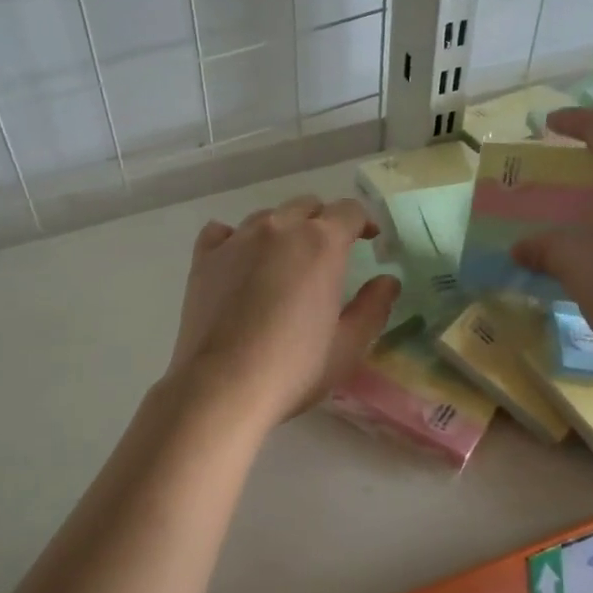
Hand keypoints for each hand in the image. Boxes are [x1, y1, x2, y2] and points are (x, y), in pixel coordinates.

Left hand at [167, 195, 401, 430]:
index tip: (370, 240)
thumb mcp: (349, 345)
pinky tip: (239, 260)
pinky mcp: (204, 258)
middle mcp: (278, 228)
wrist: (223, 386)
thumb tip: (388, 281)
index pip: (349, 211)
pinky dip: (236, 239)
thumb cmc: (294, 367)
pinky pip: (222, 232)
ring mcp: (237, 240)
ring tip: (286, 260)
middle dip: (324, 221)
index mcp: (321, 243)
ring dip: (283, 229)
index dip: (364, 221)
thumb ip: (374, 306)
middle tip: (330, 252)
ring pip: (266, 217)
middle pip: (307, 206)